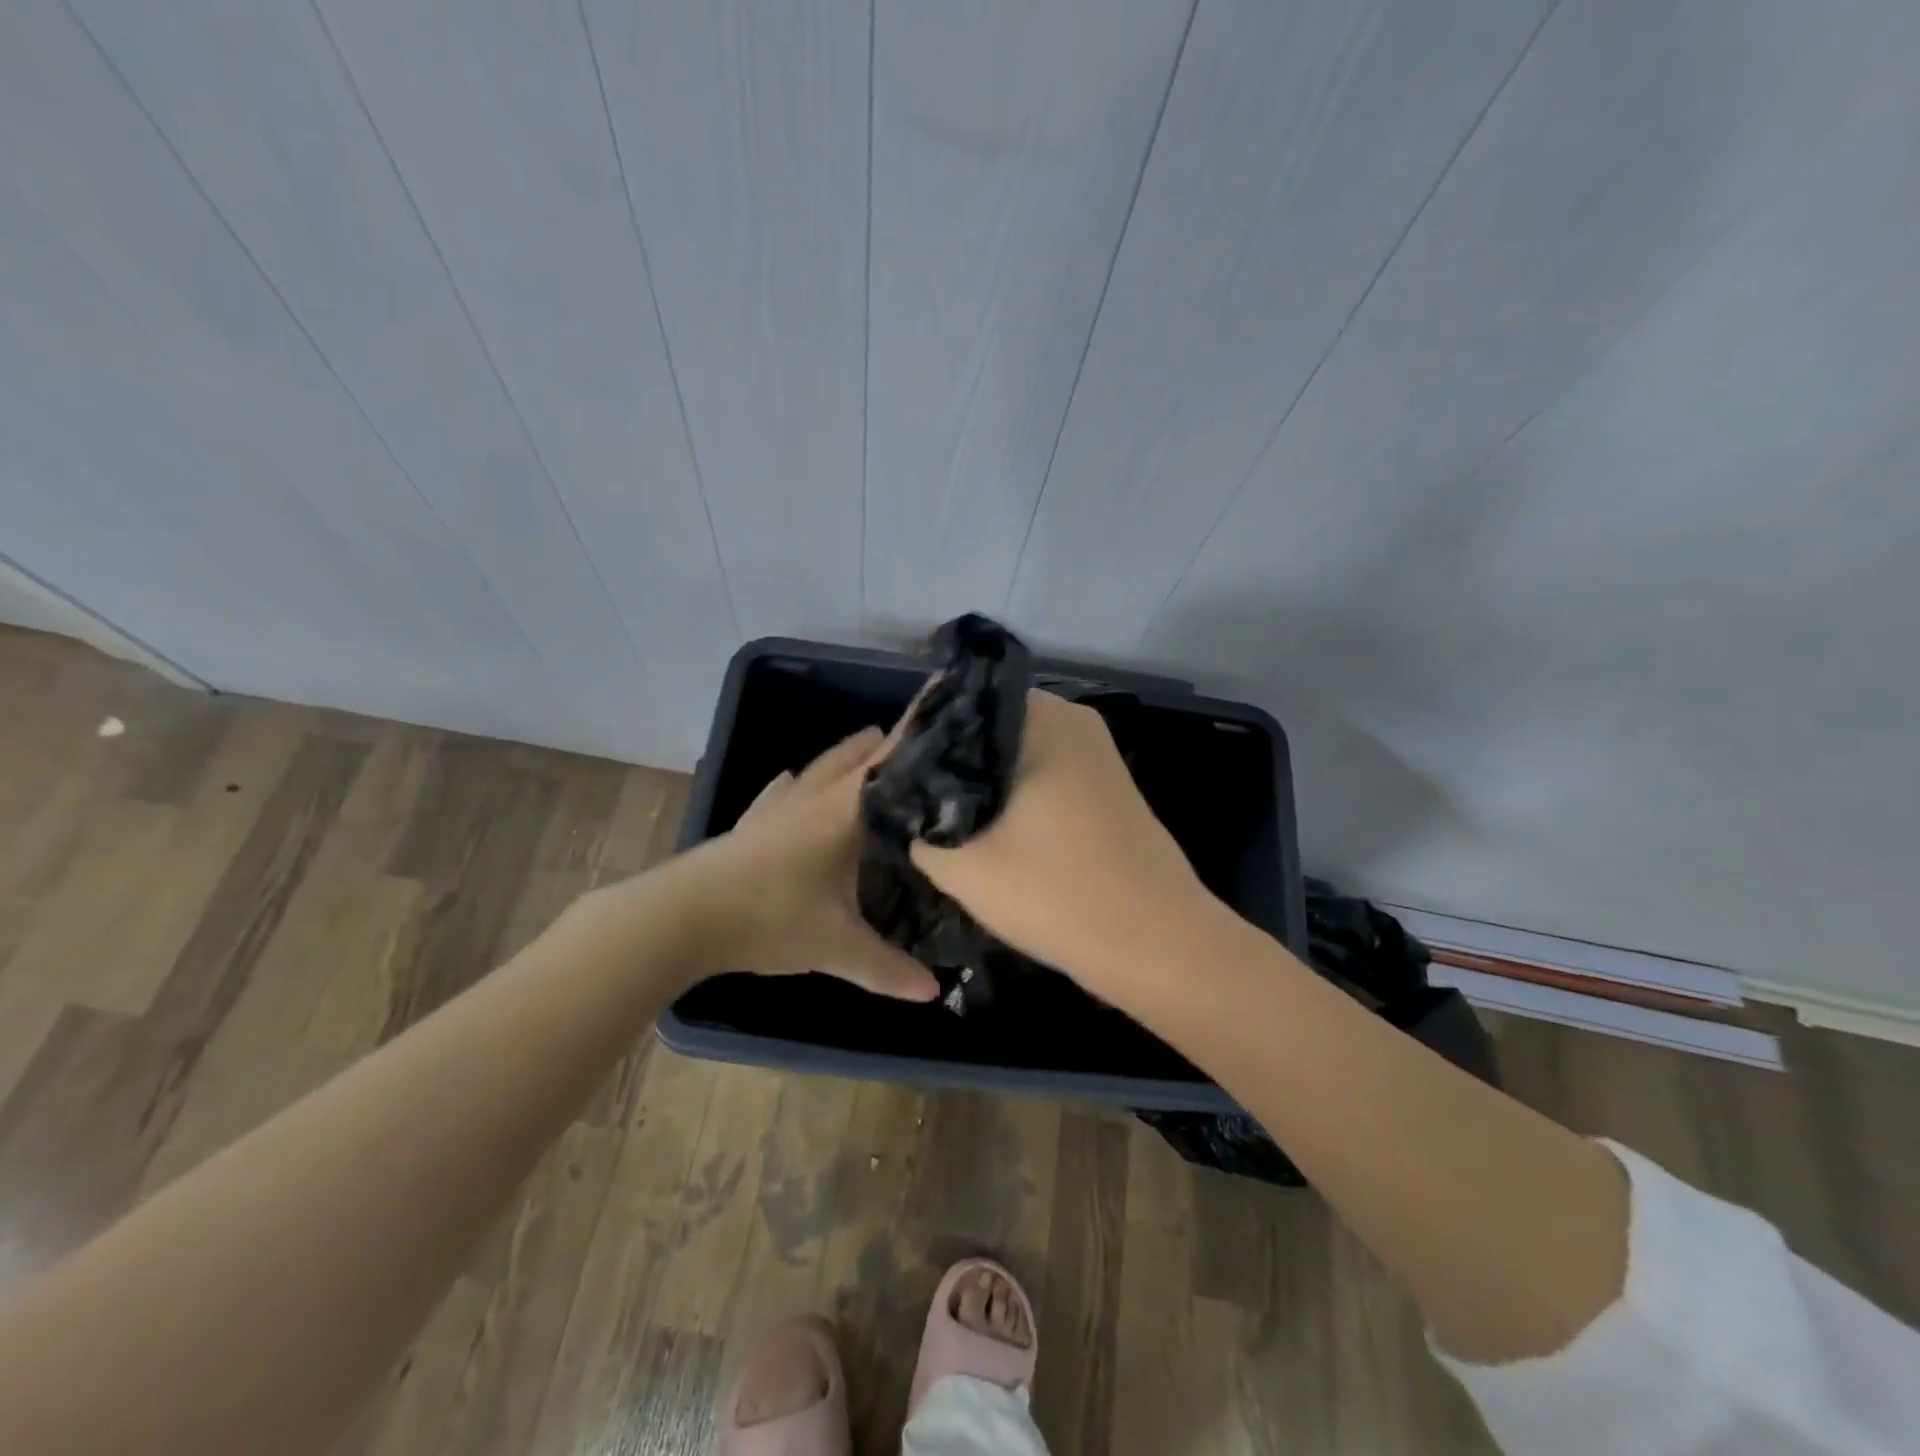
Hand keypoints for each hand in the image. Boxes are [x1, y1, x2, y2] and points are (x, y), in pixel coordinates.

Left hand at [676, 727, 939, 1000]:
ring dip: (845, 756)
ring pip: (818, 769)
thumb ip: (886, 967)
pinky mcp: (750, 824)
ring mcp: (776, 808)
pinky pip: (780, 792)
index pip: (886, 766)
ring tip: (867, 744)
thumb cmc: (769, 918)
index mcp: (842, 813)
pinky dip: (794, 783)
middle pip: (853, 759)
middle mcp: (812, 799)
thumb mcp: (835, 947)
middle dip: (884, 743)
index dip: (914, 740)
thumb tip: (934, 990)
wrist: (683, 917)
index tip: (943, 716)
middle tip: (918, 734)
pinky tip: (790, 779)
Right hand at [909, 691, 1212, 992]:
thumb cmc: (1057, 893)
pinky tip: (984, 833)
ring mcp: (1095, 755)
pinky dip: (1011, 798)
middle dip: (946, 761)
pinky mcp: (1105, 789)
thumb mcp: (963, 865)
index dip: (916, 735)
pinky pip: (1042, 777)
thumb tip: (902, 806)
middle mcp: (1073, 720)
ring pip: (1013, 756)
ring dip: (977, 784)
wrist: (1157, 945)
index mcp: (1043, 716)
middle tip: (906, 798)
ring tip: (935, 817)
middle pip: (986, 727)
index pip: (957, 701)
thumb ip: (916, 825)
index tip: (888, 772)